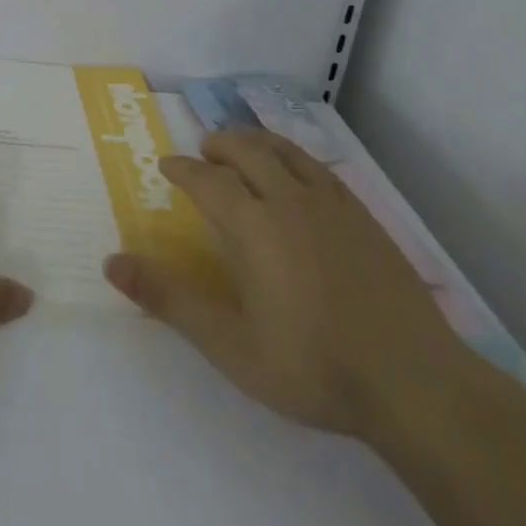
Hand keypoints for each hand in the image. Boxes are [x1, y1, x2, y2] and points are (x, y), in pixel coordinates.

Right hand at [103, 128, 469, 442]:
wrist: (415, 384)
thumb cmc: (313, 366)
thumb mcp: (229, 344)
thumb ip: (169, 299)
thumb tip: (111, 262)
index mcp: (250, 223)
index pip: (205, 177)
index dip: (182, 168)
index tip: (168, 166)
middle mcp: (286, 198)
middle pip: (245, 149)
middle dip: (218, 144)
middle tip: (204, 152)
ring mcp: (330, 203)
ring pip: (283, 150)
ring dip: (255, 142)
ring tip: (244, 150)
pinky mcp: (363, 216)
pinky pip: (318, 167)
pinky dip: (293, 157)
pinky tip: (296, 176)